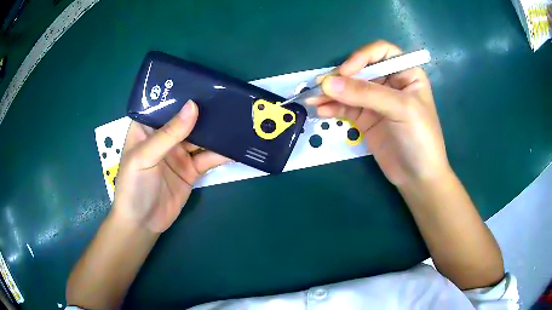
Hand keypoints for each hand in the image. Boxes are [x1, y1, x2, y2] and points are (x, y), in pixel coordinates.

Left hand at [113, 101, 228, 232]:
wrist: (143, 224)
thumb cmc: (133, 187)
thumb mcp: (145, 157)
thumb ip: (168, 134)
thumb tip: (193, 106)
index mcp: (147, 127)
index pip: (164, 104)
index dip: (181, 92)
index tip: (203, 82)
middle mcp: (164, 137)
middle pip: (187, 119)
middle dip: (205, 110)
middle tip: (228, 97)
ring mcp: (179, 153)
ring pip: (201, 137)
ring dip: (217, 130)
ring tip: (237, 117)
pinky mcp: (192, 169)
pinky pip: (209, 158)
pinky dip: (222, 153)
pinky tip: (237, 145)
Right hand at [307, 41, 450, 186]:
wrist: (417, 176)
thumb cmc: (420, 138)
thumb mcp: (400, 109)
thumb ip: (365, 94)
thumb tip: (327, 83)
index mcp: (405, 73)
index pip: (380, 52)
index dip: (362, 57)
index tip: (345, 72)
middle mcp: (389, 82)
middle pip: (360, 69)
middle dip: (340, 77)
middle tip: (320, 87)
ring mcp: (375, 101)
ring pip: (349, 89)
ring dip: (330, 93)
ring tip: (312, 100)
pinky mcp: (365, 118)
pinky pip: (345, 107)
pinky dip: (331, 108)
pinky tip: (320, 111)